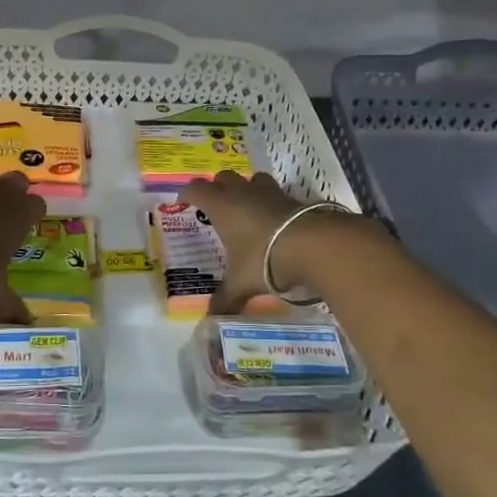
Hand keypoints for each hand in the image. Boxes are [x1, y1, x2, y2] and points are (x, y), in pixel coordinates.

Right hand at [178, 171, 319, 313]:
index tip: (182, 203)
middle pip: (224, 177)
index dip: (187, 193)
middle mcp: (243, 193)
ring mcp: (270, 193)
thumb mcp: (240, 283)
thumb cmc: (264, 258)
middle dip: (217, 187)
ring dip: (246, 188)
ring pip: (253, 179)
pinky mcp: (294, 199)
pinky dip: (271, 203)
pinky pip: (276, 194)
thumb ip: (225, 299)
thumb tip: (212, 319)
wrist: (313, 245)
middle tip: (215, 206)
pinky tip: (273, 222)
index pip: (197, 189)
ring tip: (246, 207)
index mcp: (222, 206)